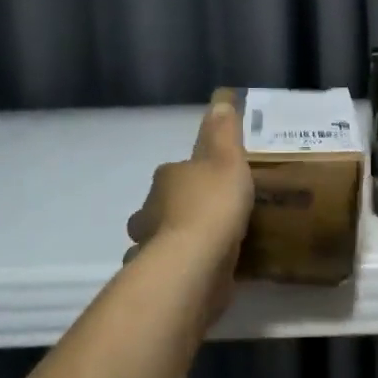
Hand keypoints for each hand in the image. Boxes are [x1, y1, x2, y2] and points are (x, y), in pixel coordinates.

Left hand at [125, 102, 255, 320]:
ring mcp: (150, 247)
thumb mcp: (228, 158)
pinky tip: (203, 275)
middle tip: (211, 216)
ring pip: (159, 240)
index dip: (192, 175)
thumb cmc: (213, 203)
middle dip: (177, 210)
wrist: (195, 263)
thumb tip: (220, 98)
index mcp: (167, 178)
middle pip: (161, 207)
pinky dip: (181, 270)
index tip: (213, 182)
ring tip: (209, 248)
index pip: (175, 171)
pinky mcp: (160, 279)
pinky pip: (171, 271)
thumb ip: (224, 131)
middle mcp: (149, 210)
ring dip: (176, 241)